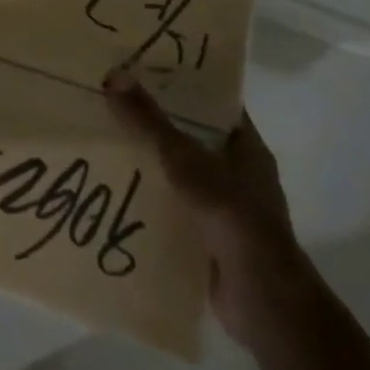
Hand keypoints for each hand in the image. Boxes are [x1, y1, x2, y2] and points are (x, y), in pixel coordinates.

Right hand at [104, 72, 303, 346]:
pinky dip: (152, 200)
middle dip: (157, 123)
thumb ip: (150, 122)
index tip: (144, 69)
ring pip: (182, 174)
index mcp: (246, 147)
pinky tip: (118, 191)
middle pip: (193, 137)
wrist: (263, 300)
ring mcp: (226, 208)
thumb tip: (113, 76)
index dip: (183, 85)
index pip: (214, 104)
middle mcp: (239, 173)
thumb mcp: (186, 160)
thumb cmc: (233, 216)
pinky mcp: (210, 238)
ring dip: (151, 163)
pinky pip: (175, 208)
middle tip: (114, 103)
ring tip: (106, 142)